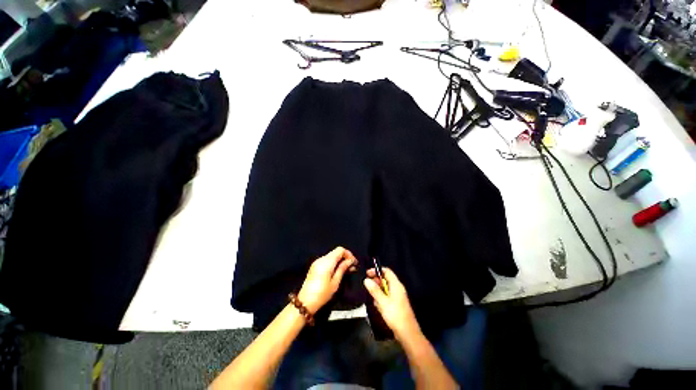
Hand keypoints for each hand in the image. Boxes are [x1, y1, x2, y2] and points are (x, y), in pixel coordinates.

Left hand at [297, 247, 357, 313]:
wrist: (305, 302)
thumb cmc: (322, 293)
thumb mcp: (335, 282)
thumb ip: (342, 269)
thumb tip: (350, 261)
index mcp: (327, 262)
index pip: (340, 250)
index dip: (349, 254)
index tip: (354, 263)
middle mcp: (321, 259)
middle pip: (336, 252)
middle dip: (345, 257)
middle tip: (352, 267)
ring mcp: (317, 262)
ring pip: (332, 256)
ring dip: (340, 260)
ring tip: (346, 270)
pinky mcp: (315, 266)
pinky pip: (327, 260)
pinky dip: (334, 263)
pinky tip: (337, 271)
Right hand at [364, 267, 420, 341]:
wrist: (408, 334)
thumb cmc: (395, 315)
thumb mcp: (383, 302)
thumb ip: (374, 290)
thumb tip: (366, 279)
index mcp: (396, 285)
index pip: (387, 271)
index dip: (377, 270)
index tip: (367, 274)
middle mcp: (398, 289)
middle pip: (386, 279)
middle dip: (376, 282)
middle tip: (368, 286)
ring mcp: (398, 297)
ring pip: (385, 289)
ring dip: (378, 292)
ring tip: (373, 299)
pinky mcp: (397, 305)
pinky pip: (387, 297)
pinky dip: (381, 299)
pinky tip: (378, 307)